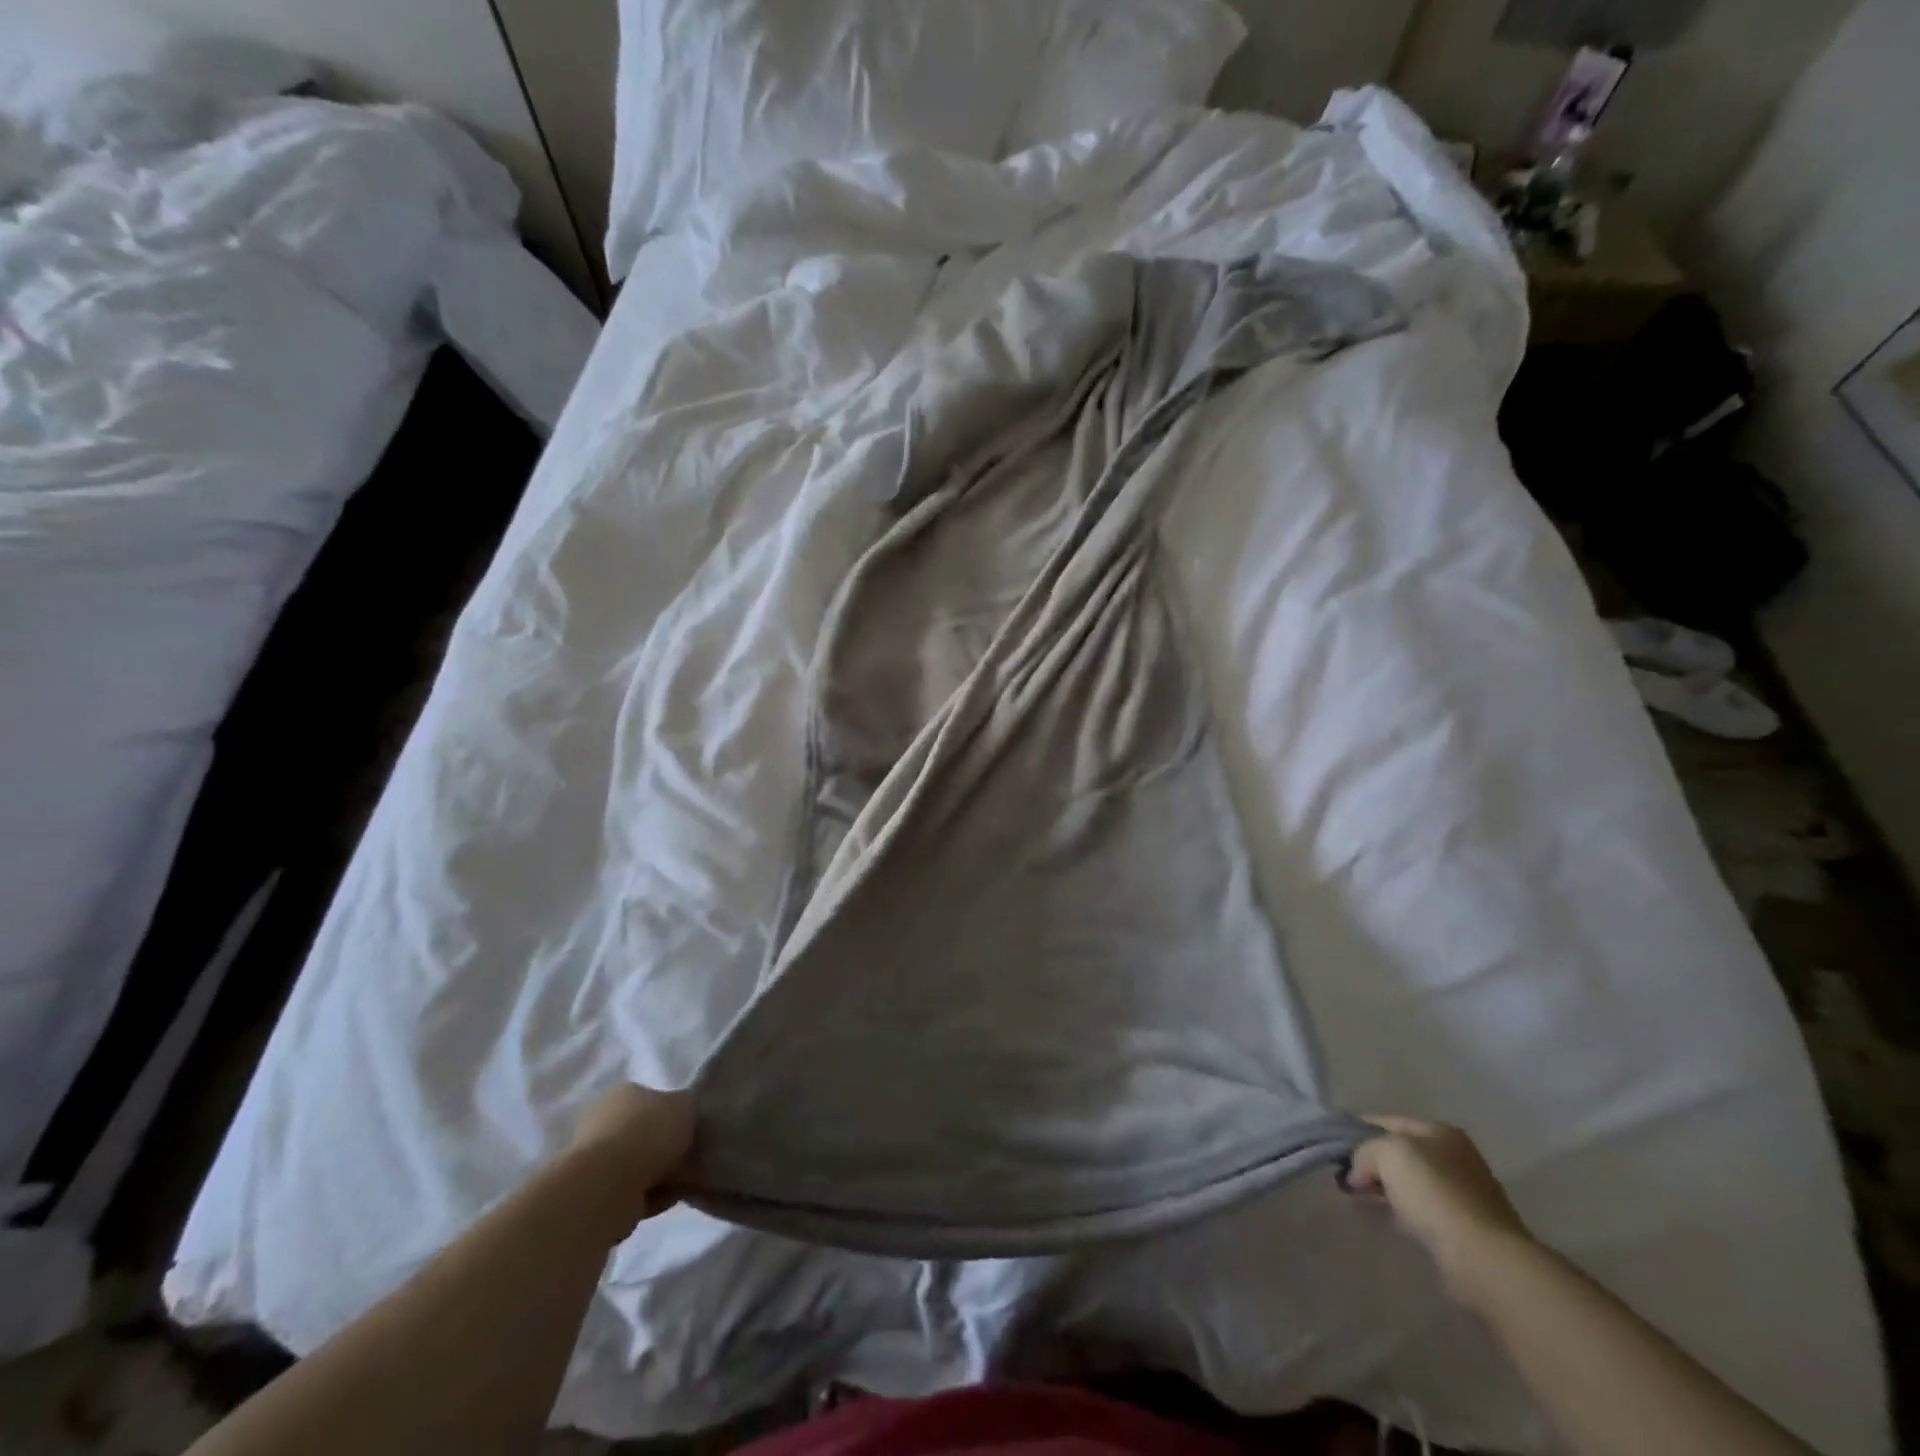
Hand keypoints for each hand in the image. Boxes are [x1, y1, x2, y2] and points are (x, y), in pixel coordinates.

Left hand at [564, 1083, 694, 1238]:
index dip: (672, 1114)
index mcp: (622, 1093)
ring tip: (682, 1181)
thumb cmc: (648, 1133)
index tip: (690, 1129)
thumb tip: (686, 1114)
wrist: (608, 1186)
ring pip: (637, 1165)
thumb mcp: (685, 1105)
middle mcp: (602, 1121)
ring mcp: (594, 1160)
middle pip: (642, 1133)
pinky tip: (666, 1199)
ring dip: (658, 1175)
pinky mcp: (594, 1195)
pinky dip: (650, 1197)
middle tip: (688, 1156)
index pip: (650, 1099)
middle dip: (664, 1147)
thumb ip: (688, 1106)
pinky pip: (632, 1193)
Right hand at [1345, 1115, 1532, 1304]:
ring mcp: (1463, 1194)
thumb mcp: (1387, 1153)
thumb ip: (1363, 1151)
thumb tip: (1356, 1173)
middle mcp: (1455, 1157)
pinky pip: (1420, 1210)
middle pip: (1399, 1153)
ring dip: (1382, 1188)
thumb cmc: (1434, 1192)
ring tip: (1356, 1198)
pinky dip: (1399, 1210)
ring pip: (1408, 1183)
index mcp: (1440, 1132)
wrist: (1482, 1256)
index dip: (1357, 1130)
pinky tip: (1383, 1217)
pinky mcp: (1464, 1228)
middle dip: (1369, 1162)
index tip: (1334, 1147)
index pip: (1387, 1121)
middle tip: (1343, 1176)